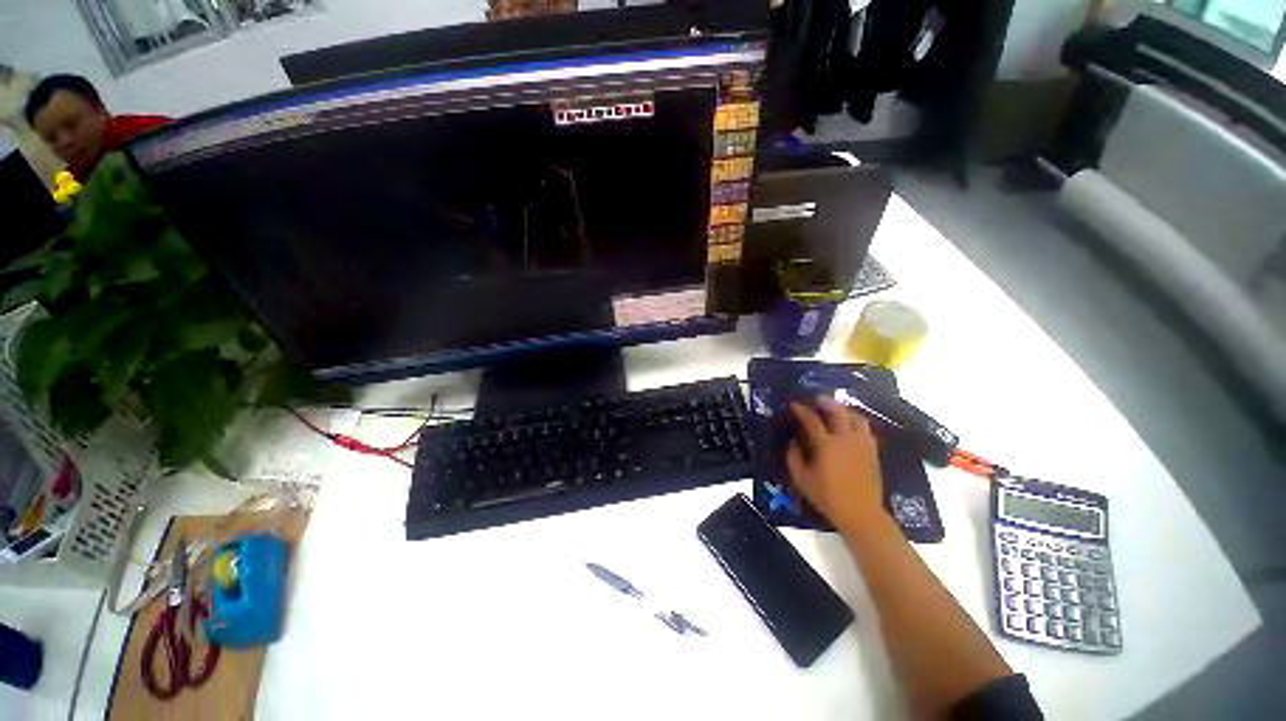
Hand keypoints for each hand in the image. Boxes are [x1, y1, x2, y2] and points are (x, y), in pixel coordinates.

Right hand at [786, 398, 884, 531]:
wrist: (861, 513)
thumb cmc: (828, 497)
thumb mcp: (802, 479)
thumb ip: (793, 457)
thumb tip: (793, 442)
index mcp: (826, 445)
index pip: (812, 420)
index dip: (801, 410)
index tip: (794, 405)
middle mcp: (846, 439)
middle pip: (838, 411)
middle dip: (827, 402)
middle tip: (818, 399)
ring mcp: (862, 444)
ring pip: (857, 418)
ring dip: (845, 410)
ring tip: (837, 411)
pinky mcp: (873, 452)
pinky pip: (866, 430)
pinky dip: (856, 423)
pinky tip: (850, 428)